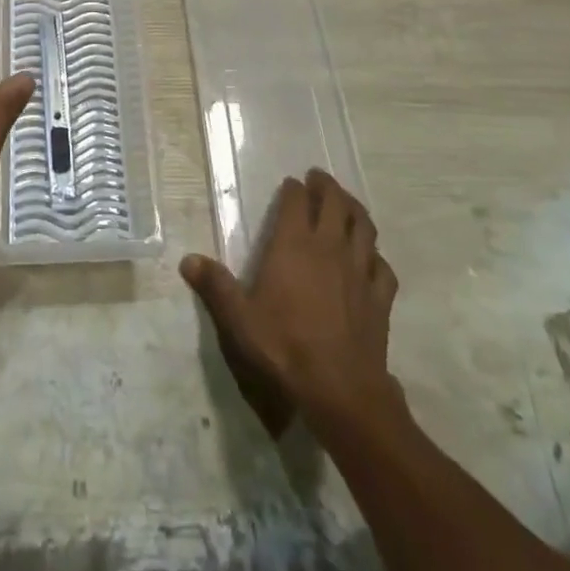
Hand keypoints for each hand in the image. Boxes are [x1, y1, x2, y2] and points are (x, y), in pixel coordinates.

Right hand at [181, 169, 399, 430]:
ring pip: (364, 227)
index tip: (291, 183)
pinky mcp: (380, 298)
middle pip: (335, 203)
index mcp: (294, 245)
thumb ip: (216, 286)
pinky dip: (376, 256)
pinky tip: (371, 259)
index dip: (294, 189)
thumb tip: (187, 260)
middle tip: (319, 179)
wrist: (340, 391)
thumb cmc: (284, 348)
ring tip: (347, 204)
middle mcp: (329, 248)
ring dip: (355, 210)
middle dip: (327, 187)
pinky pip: (382, 267)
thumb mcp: (240, 319)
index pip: (297, 202)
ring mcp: (359, 271)